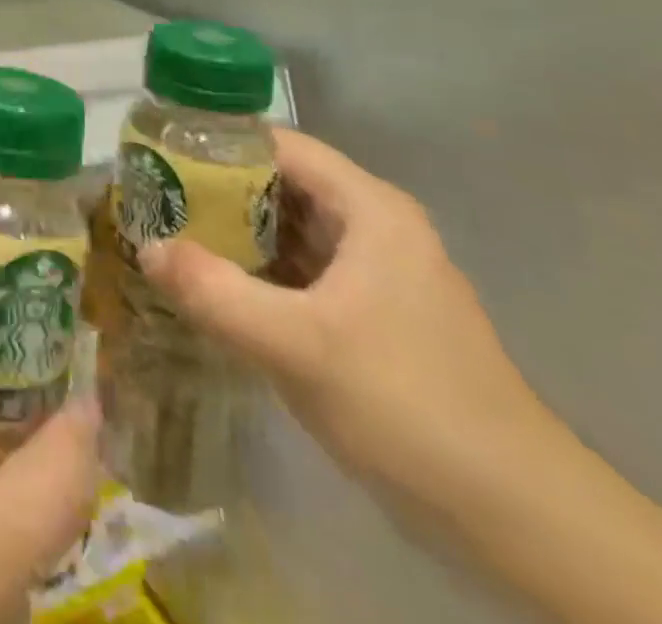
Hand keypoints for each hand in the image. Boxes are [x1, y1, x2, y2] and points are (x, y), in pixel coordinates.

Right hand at [138, 128, 553, 505]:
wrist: (517, 519)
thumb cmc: (408, 405)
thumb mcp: (297, 345)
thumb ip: (214, 291)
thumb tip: (144, 247)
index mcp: (369, 209)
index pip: (280, 146)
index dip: (218, 142)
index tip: (161, 153)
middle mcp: (373, 228)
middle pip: (281, 185)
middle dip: (216, 190)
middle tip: (153, 198)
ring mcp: (375, 275)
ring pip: (289, 232)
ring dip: (233, 233)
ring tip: (169, 233)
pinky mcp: (371, 318)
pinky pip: (300, 273)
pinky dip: (257, 272)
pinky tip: (212, 286)